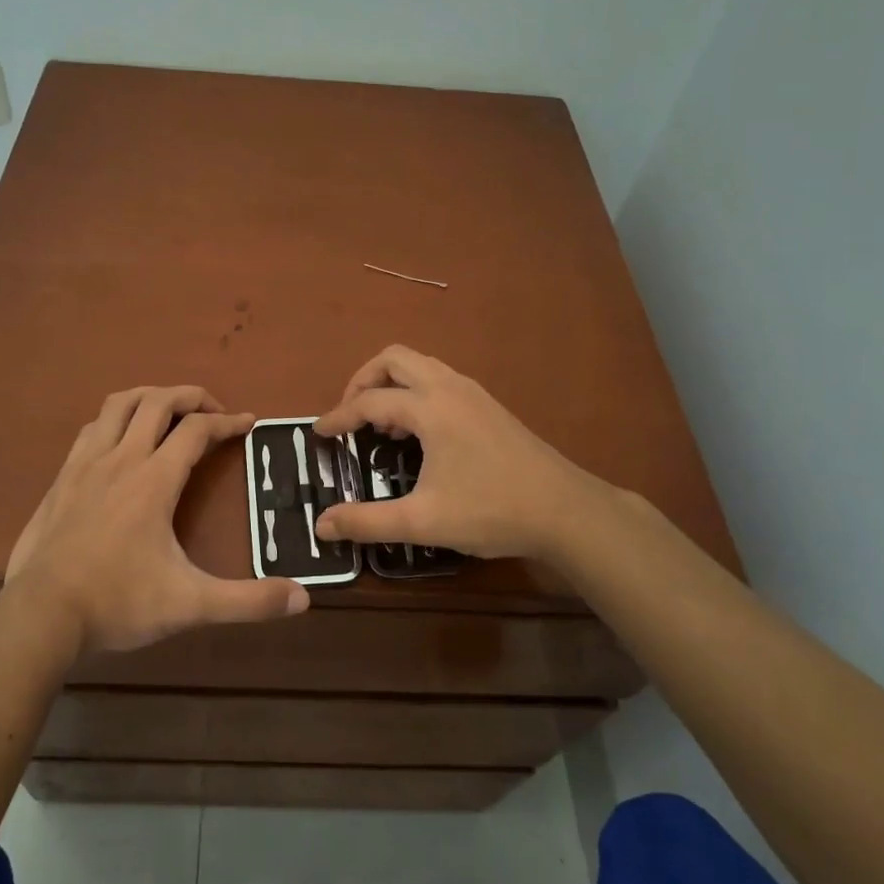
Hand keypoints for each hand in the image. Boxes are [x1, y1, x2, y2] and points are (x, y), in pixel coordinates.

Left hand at [5, 386, 308, 655]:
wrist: (40, 616)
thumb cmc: (118, 603)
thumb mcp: (190, 604)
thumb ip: (247, 601)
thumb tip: (302, 599)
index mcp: (154, 480)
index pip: (197, 430)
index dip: (228, 421)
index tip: (249, 423)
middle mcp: (121, 459)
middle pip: (158, 401)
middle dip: (191, 396)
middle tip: (214, 411)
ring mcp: (85, 464)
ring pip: (119, 404)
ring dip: (150, 397)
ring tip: (169, 411)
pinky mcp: (62, 478)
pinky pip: (92, 428)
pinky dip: (114, 420)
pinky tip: (120, 441)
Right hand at [312, 347, 610, 563]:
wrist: (565, 510)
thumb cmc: (492, 510)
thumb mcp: (423, 521)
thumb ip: (367, 521)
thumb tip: (322, 525)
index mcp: (431, 408)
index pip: (370, 401)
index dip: (339, 417)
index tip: (318, 433)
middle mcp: (449, 387)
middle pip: (394, 359)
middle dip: (363, 380)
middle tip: (350, 415)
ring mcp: (473, 392)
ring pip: (420, 365)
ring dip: (391, 384)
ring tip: (382, 425)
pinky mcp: (488, 404)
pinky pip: (439, 378)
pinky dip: (415, 391)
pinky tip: (419, 433)